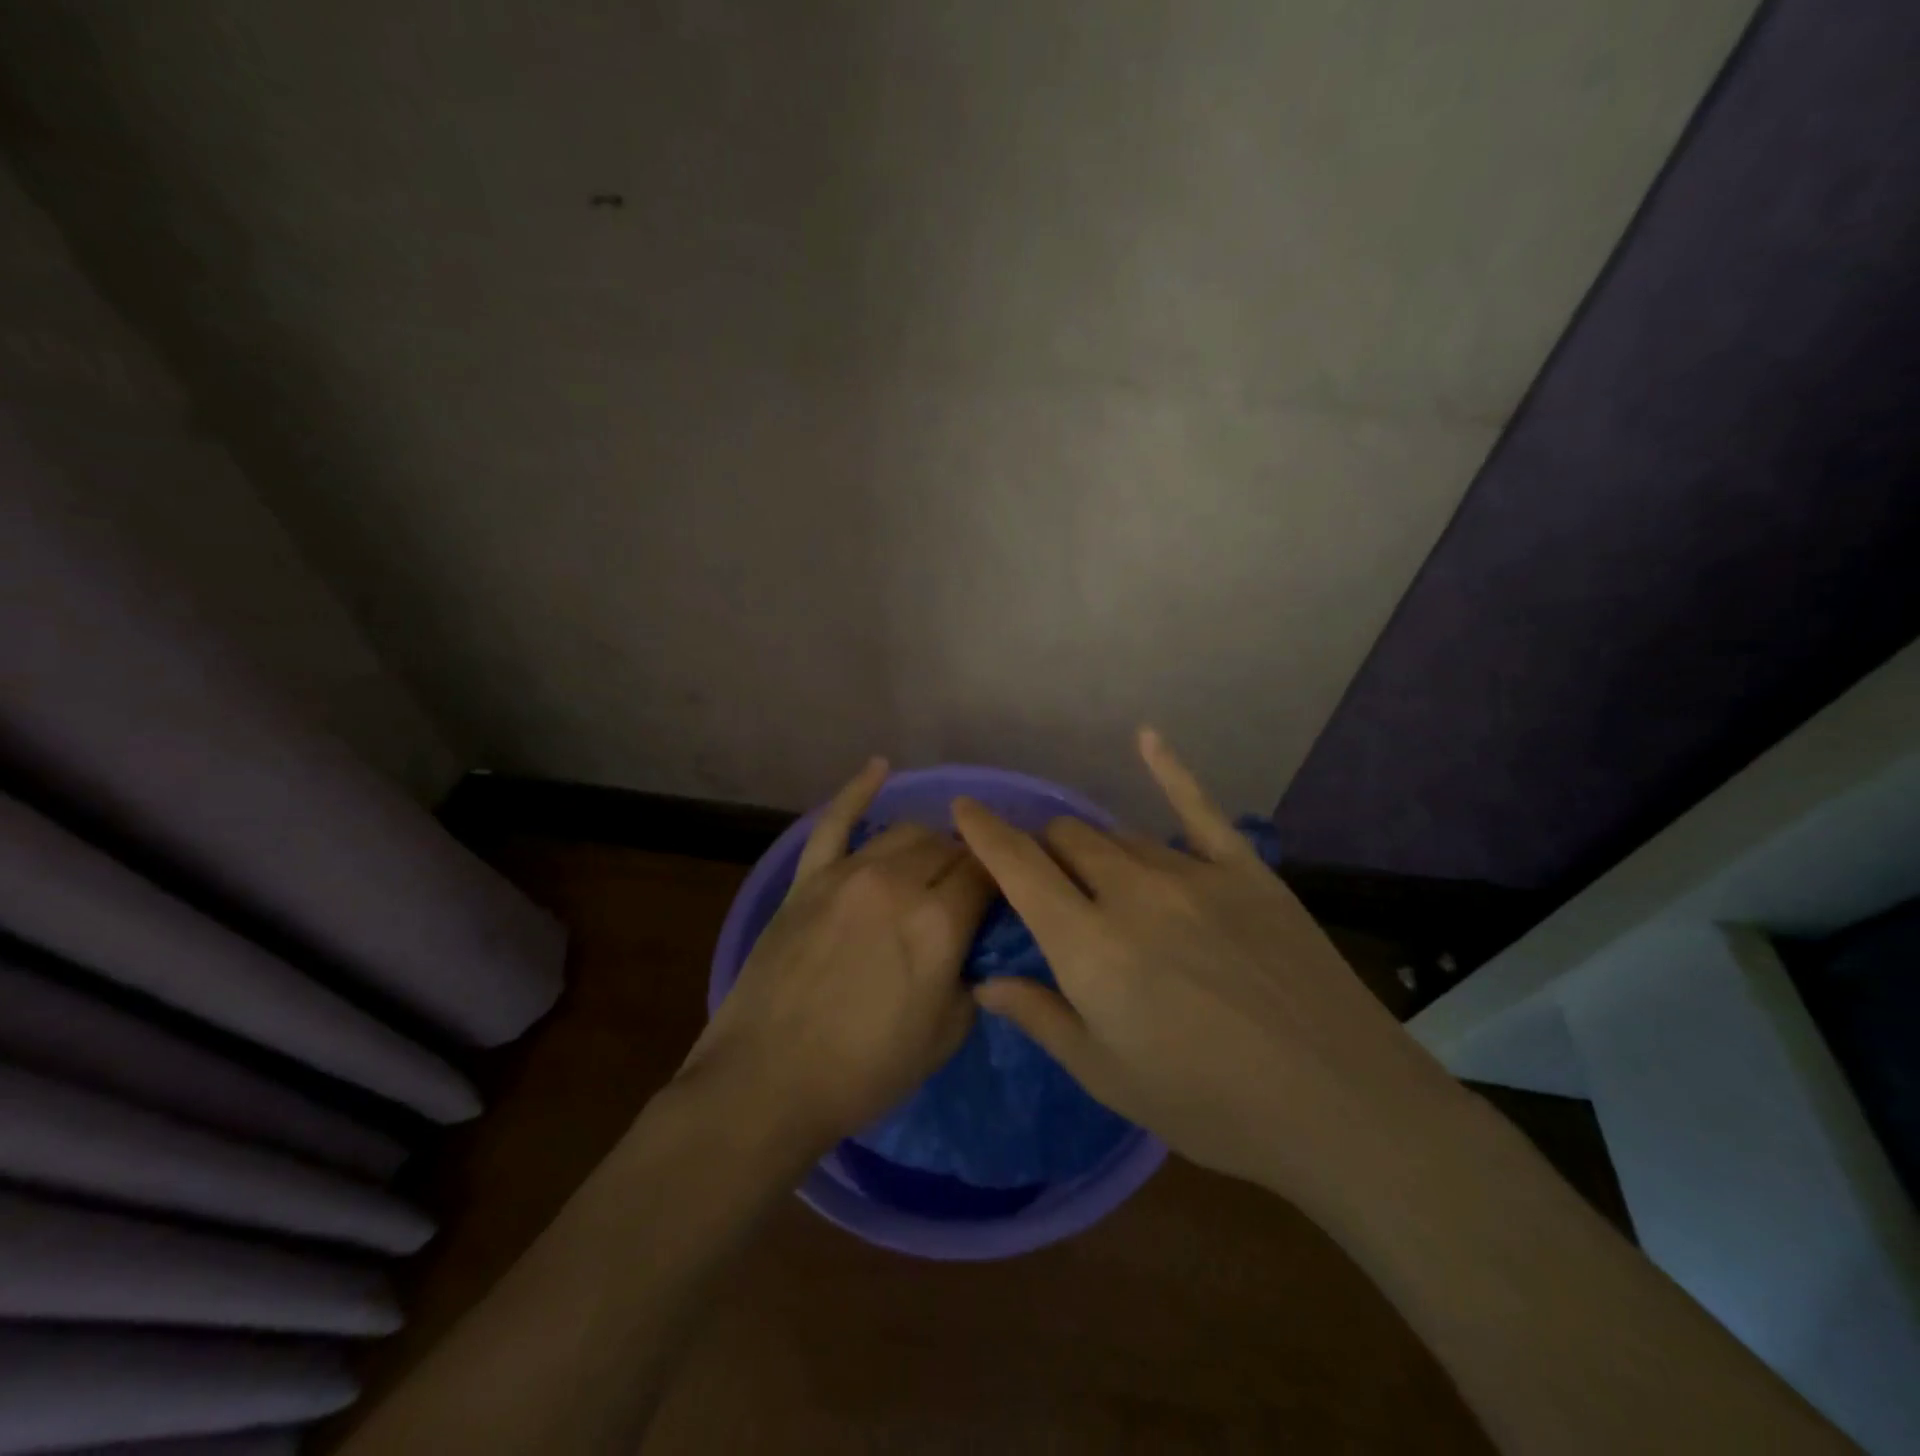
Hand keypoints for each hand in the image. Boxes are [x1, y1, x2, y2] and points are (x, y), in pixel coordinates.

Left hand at [678, 757, 995, 1152]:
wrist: (768, 1081)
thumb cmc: (865, 1071)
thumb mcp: (945, 1036)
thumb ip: (974, 978)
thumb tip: (975, 947)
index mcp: (938, 923)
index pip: (988, 874)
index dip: (1004, 879)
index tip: (1007, 892)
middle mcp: (896, 883)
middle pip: (949, 848)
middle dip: (968, 864)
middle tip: (967, 893)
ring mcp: (847, 874)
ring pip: (904, 832)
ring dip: (928, 843)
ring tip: (931, 863)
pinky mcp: (807, 878)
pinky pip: (835, 821)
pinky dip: (858, 789)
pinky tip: (879, 767)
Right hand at [952, 729, 1470, 1210]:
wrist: (1338, 1103)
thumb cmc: (1208, 1105)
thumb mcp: (1108, 1077)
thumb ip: (1042, 1017)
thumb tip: (986, 980)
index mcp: (1089, 946)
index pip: (1019, 869)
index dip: (985, 833)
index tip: (963, 808)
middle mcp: (1131, 893)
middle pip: (1067, 840)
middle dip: (1044, 850)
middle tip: (1048, 881)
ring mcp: (1191, 874)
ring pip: (1119, 834)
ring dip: (1095, 847)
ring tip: (1099, 873)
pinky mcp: (1244, 869)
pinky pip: (1198, 807)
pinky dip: (1168, 769)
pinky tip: (1146, 737)